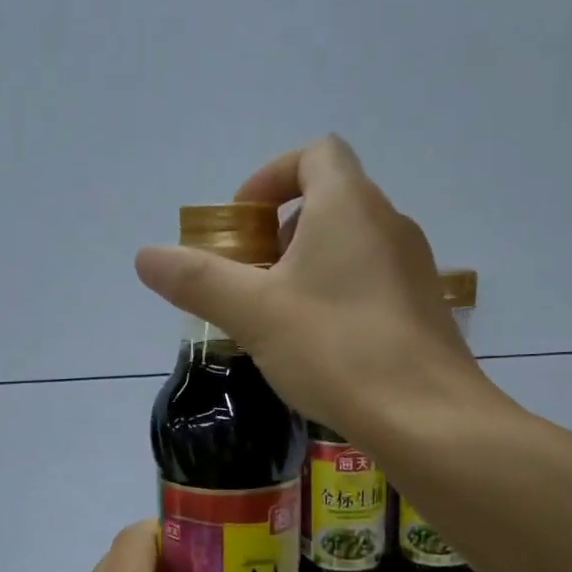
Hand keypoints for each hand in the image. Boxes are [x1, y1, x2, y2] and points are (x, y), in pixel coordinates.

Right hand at [134, 135, 505, 444]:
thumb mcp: (253, 313)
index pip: (314, 154)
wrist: (426, 417)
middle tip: (251, 279)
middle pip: (329, 200)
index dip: (270, 176)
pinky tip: (317, 347)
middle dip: (279, 231)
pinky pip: (370, 281)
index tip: (241, 221)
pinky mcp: (422, 309)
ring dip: (306, 266)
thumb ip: (197, 280)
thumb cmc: (335, 349)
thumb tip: (145, 256)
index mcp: (349, 206)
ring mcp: (413, 267)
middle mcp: (389, 224)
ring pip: (350, 245)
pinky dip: (335, 294)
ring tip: (277, 318)